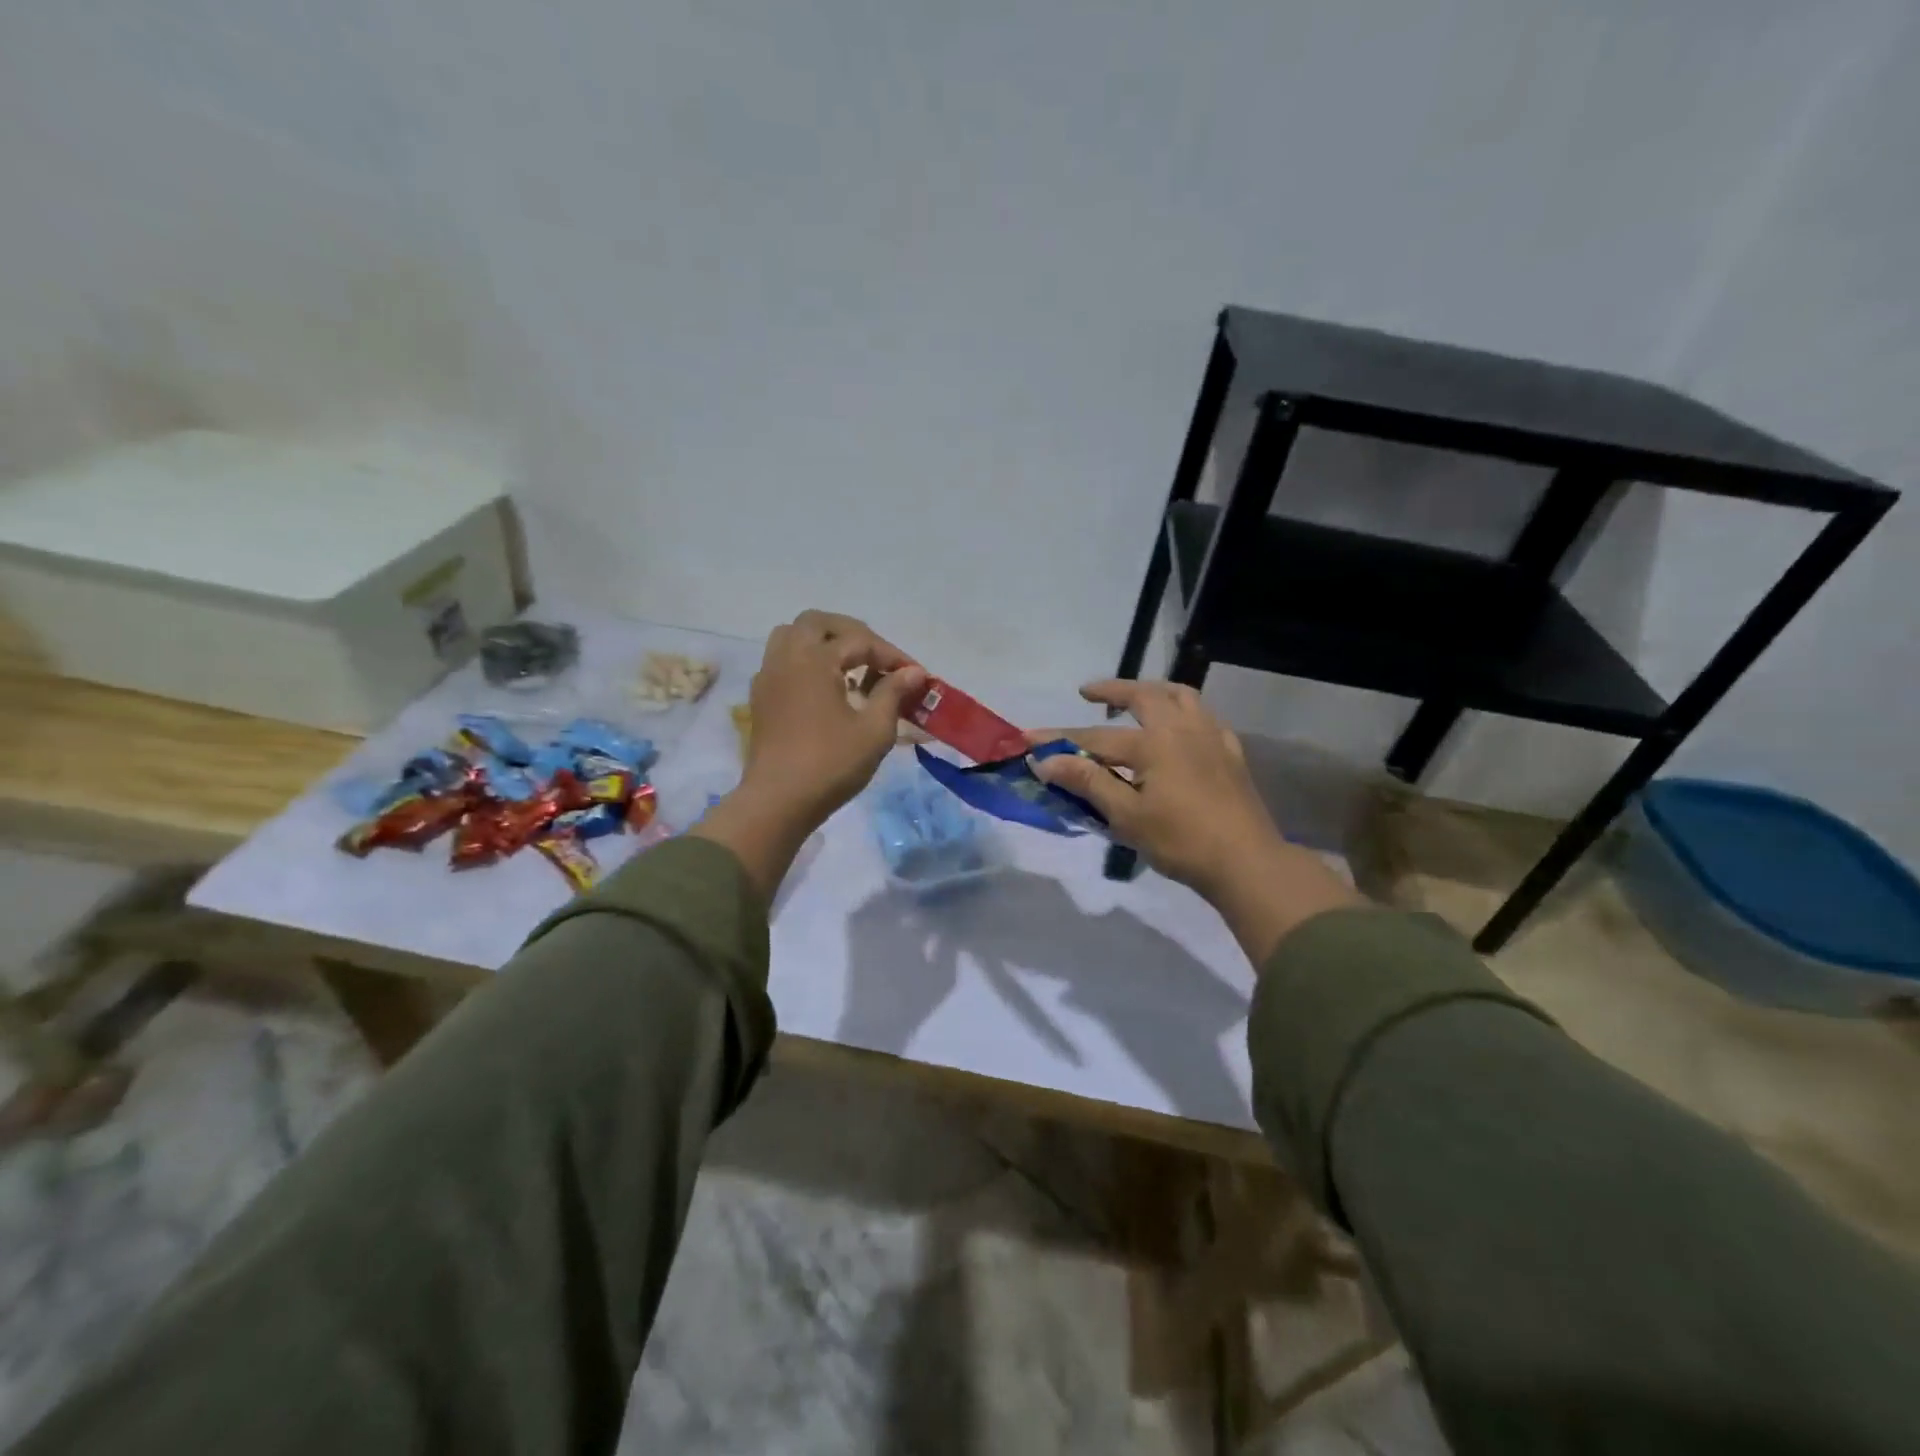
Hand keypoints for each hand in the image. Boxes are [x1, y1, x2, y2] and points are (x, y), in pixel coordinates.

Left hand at [695, 612, 924, 900]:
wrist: (777, 802)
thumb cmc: (830, 764)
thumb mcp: (874, 730)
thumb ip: (893, 694)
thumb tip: (913, 672)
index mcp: (814, 660)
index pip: (860, 641)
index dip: (892, 655)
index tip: (916, 675)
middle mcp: (786, 658)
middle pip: (817, 623)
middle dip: (852, 634)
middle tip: (878, 658)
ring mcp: (768, 677)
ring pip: (792, 637)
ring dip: (823, 643)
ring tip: (850, 668)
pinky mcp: (761, 698)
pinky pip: (782, 661)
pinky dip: (806, 662)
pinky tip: (826, 689)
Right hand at [1032, 680, 1356, 961]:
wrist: (1247, 862)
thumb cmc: (1181, 842)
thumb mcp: (1127, 817)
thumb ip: (1088, 783)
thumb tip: (1047, 761)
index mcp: (1154, 743)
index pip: (1095, 738)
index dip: (1060, 739)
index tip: (1030, 738)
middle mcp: (1182, 728)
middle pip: (1143, 696)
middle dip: (1112, 690)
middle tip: (1088, 693)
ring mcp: (1211, 737)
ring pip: (1180, 696)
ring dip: (1152, 690)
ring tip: (1134, 699)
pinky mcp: (1231, 752)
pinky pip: (1205, 716)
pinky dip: (1184, 711)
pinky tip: (1179, 727)